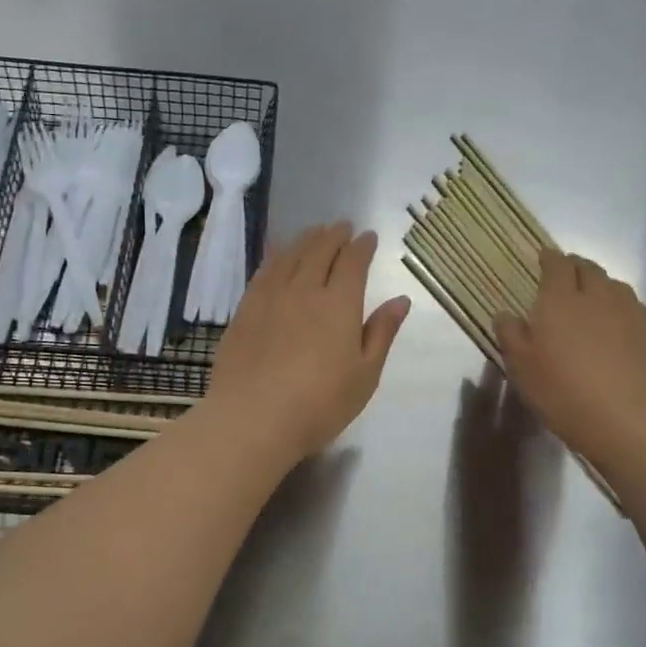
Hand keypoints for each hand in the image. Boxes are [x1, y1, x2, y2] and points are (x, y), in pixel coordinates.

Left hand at [207, 222, 409, 466]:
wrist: (253, 419)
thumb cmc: (319, 404)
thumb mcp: (364, 375)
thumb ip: (381, 333)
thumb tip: (401, 300)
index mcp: (339, 304)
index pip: (353, 262)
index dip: (362, 246)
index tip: (368, 237)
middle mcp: (304, 290)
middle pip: (319, 251)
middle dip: (334, 235)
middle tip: (342, 226)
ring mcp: (270, 298)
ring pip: (289, 256)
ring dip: (305, 239)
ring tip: (313, 232)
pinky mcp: (244, 311)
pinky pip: (263, 272)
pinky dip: (275, 256)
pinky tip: (277, 256)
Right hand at [494, 250, 645, 463]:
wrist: (626, 419)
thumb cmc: (561, 391)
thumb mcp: (520, 366)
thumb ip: (510, 333)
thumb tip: (506, 313)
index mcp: (559, 299)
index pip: (556, 264)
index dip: (549, 258)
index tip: (543, 258)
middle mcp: (597, 294)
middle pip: (588, 268)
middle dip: (575, 267)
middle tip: (565, 278)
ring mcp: (629, 310)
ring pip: (614, 285)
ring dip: (600, 286)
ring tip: (591, 300)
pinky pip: (634, 307)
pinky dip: (621, 307)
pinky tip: (617, 326)